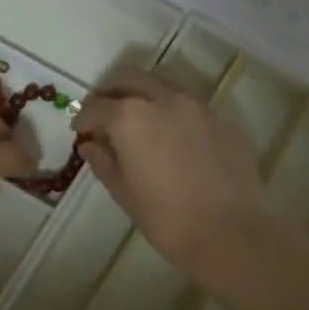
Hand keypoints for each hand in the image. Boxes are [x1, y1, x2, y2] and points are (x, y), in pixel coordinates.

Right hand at [73, 71, 263, 267]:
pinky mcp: (222, 119)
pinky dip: (173, 111)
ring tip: (140, 119)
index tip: (80, 130)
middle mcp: (163, 98)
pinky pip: (190, 105)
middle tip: (105, 114)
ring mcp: (196, 105)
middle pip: (129, 78)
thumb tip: (90, 144)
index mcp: (130, 116)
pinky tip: (174, 137)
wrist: (228, 231)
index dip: (83, 117)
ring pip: (163, 84)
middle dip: (112, 92)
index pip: (97, 106)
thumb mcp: (122, 191)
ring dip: (144, 94)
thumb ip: (102, 161)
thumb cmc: (165, 216)